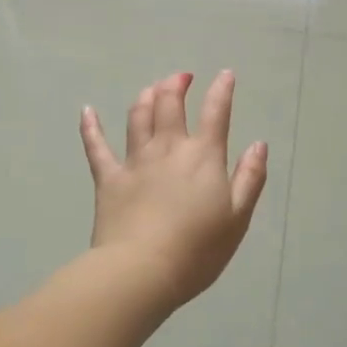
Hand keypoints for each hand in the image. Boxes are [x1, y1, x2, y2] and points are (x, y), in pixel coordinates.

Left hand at [80, 70, 268, 309]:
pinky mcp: (108, 179)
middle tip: (182, 77)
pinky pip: (96, 146)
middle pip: (170, 104)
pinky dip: (91, 126)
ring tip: (151, 89)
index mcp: (203, 156)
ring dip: (146, 97)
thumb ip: (250, 178)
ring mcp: (135, 161)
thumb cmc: (197, 250)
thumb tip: (259, 144)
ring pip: (138, 116)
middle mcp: (168, 148)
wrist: (141, 271)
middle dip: (177, 84)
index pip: (216, 112)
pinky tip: (87, 111)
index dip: (222, 90)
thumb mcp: (238, 218)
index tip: (225, 75)